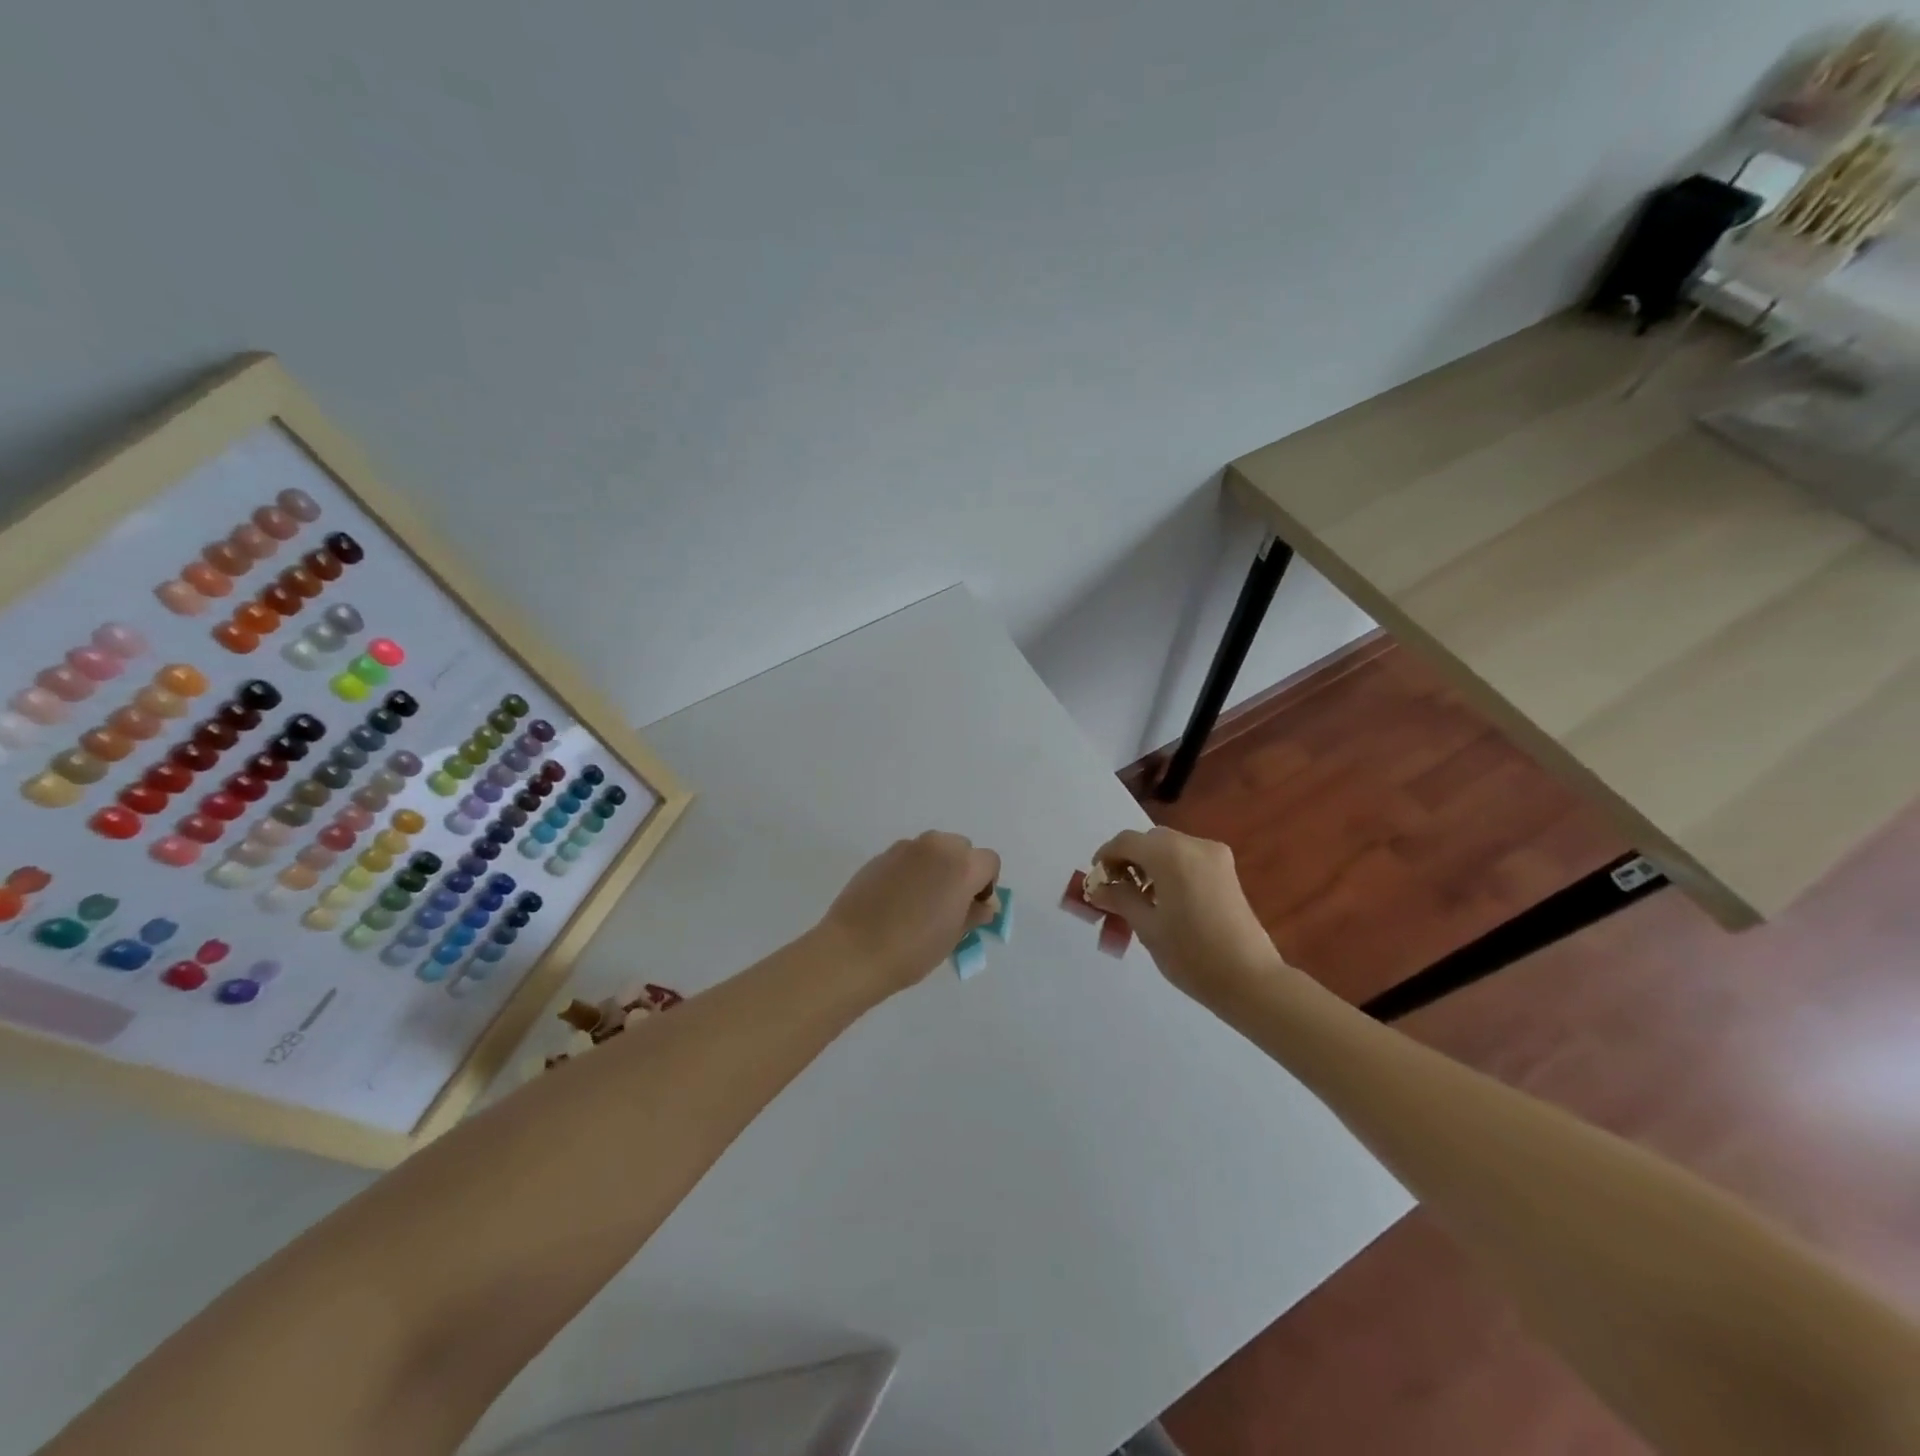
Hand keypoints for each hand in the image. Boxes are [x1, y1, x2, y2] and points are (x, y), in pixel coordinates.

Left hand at [820, 832, 1001, 995]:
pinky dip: (911, 870)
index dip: (986, 884)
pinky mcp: (881, 855)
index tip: (972, 907)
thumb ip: (974, 913)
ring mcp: (906, 847)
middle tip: (949, 903)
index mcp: (962, 865)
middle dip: (961, 870)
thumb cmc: (913, 949)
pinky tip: (897, 900)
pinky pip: (908, 857)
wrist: (854, 951)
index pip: (989, 862)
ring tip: (921, 901)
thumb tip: (985, 904)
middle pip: (961, 848)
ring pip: (933, 849)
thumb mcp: (954, 936)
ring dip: (936, 867)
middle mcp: (936, 846)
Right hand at [1082, 827, 1290, 1007]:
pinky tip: (1165, 900)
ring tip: (1139, 899)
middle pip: (1149, 841)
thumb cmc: (1191, 954)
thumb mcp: (1147, 927)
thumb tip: (1099, 888)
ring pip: (1169, 848)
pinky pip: (1188, 858)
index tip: (1095, 880)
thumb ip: (1120, 899)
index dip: (1105, 856)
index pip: (1126, 842)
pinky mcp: (1227, 871)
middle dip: (1128, 860)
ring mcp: (1215, 857)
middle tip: (1115, 890)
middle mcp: (1194, 845)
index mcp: (1170, 855)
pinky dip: (1170, 869)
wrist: (1250, 980)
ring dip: (1149, 865)